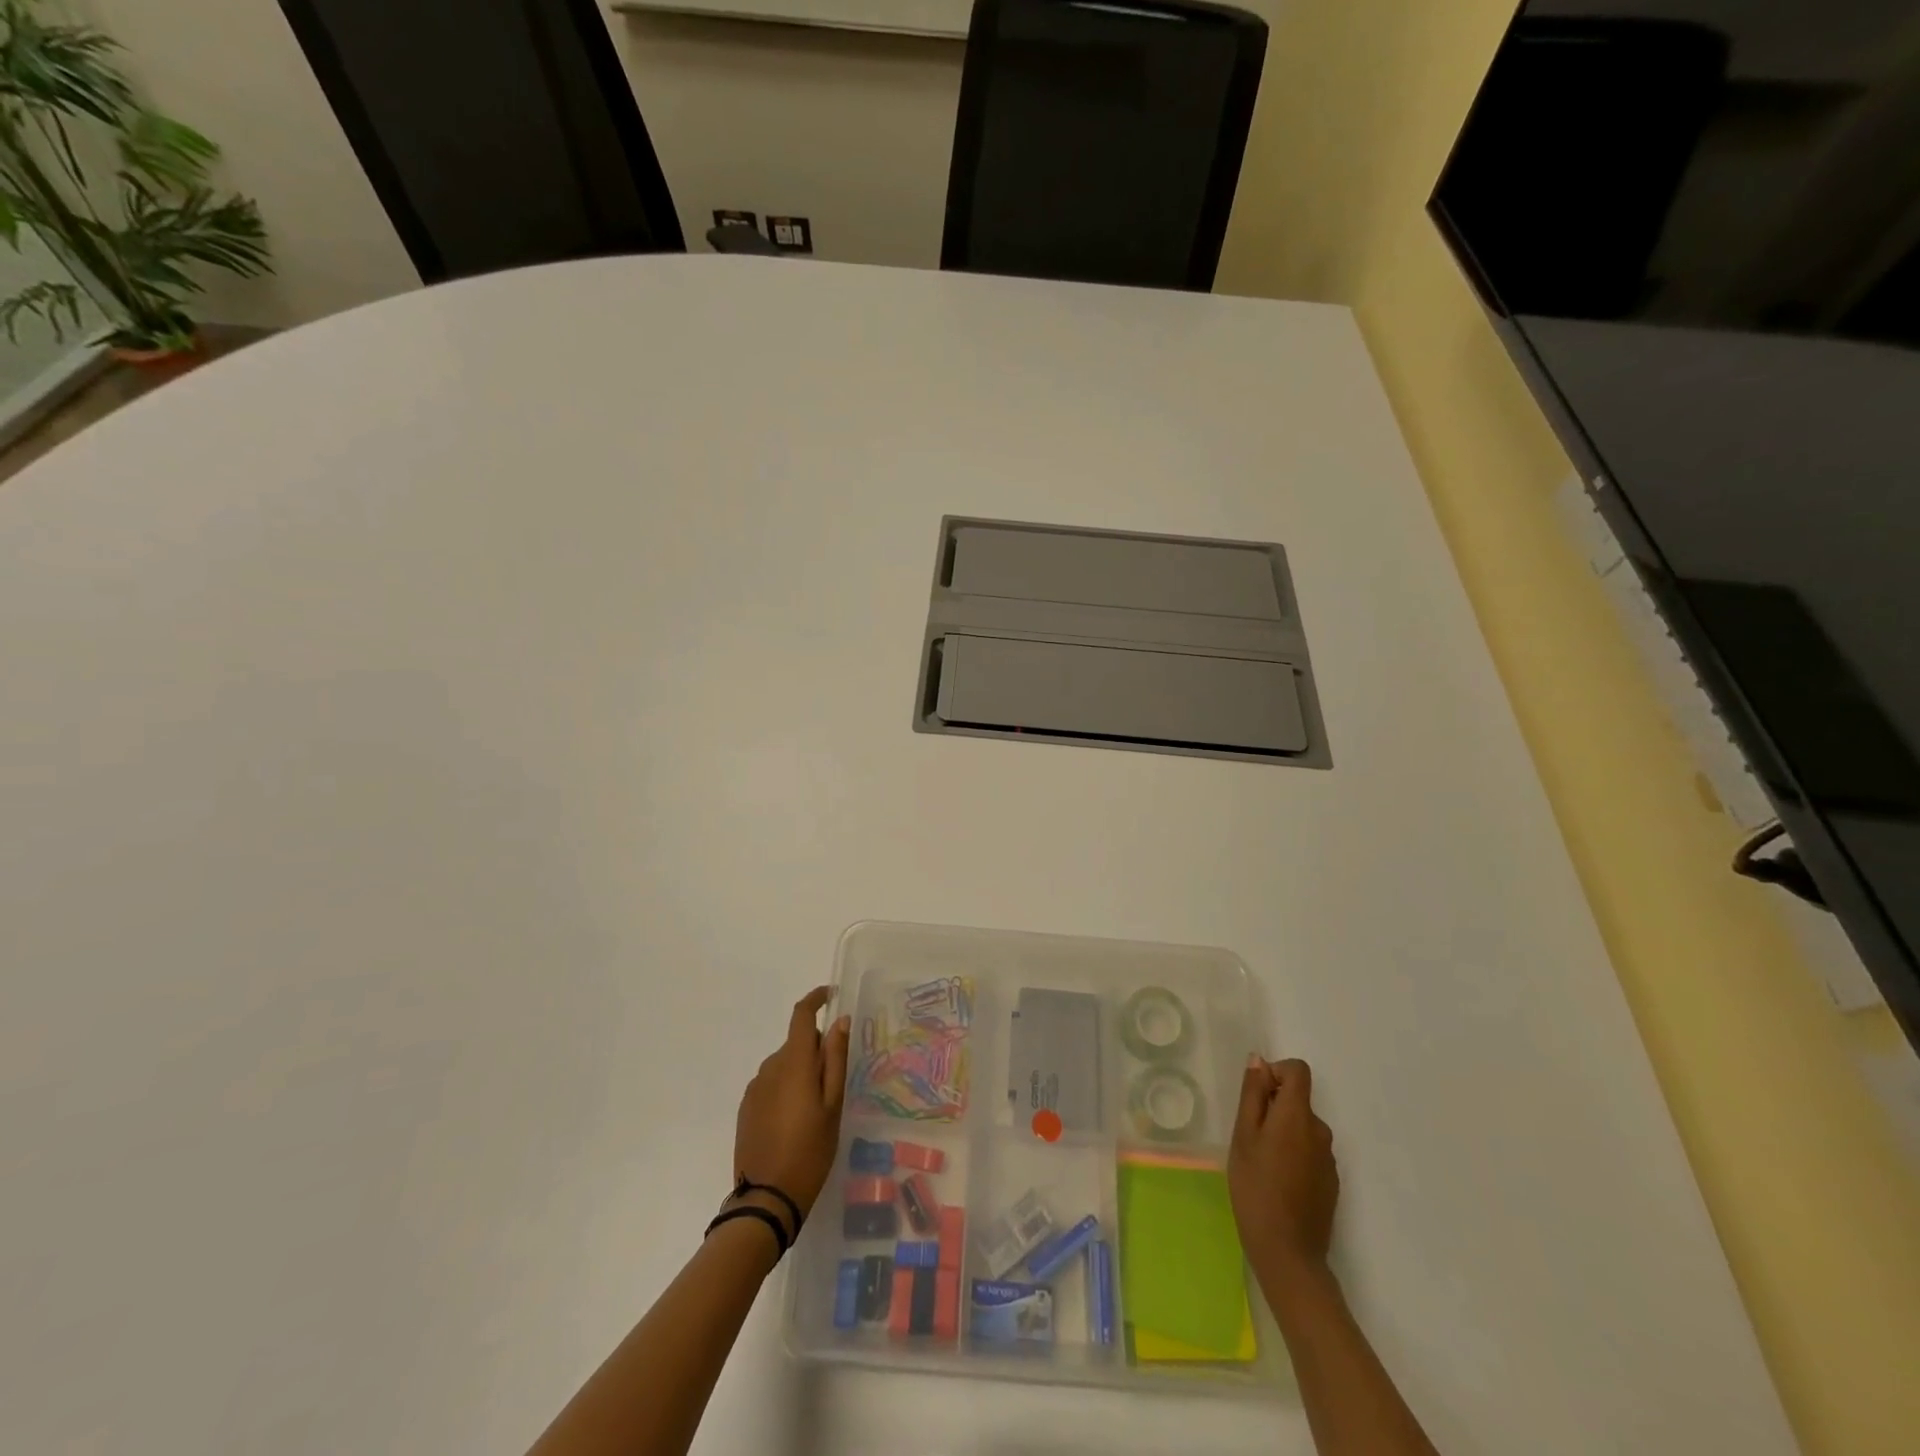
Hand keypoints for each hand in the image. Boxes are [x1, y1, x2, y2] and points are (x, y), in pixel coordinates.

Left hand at [731, 987, 850, 1228]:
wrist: (767, 1199)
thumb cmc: (810, 1150)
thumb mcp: (833, 1105)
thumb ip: (836, 1059)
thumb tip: (840, 1021)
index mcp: (794, 1062)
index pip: (801, 1015)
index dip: (816, 999)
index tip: (831, 995)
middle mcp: (770, 1067)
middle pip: (796, 1043)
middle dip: (816, 1050)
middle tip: (835, 1082)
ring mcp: (755, 1088)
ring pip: (785, 1064)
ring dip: (801, 1072)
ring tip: (816, 1109)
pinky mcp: (746, 1107)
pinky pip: (771, 1084)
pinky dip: (786, 1089)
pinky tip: (795, 1121)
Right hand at [1228, 1055, 1338, 1279]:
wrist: (1288, 1253)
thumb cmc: (1255, 1187)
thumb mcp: (1243, 1135)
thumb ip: (1253, 1094)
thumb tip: (1259, 1061)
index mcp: (1298, 1115)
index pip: (1298, 1071)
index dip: (1276, 1073)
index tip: (1256, 1097)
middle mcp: (1320, 1131)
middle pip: (1298, 1100)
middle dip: (1274, 1107)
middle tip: (1249, 1137)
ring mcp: (1329, 1159)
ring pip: (1303, 1128)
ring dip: (1283, 1133)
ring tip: (1261, 1163)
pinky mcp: (1331, 1182)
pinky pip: (1310, 1152)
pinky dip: (1294, 1155)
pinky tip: (1278, 1182)